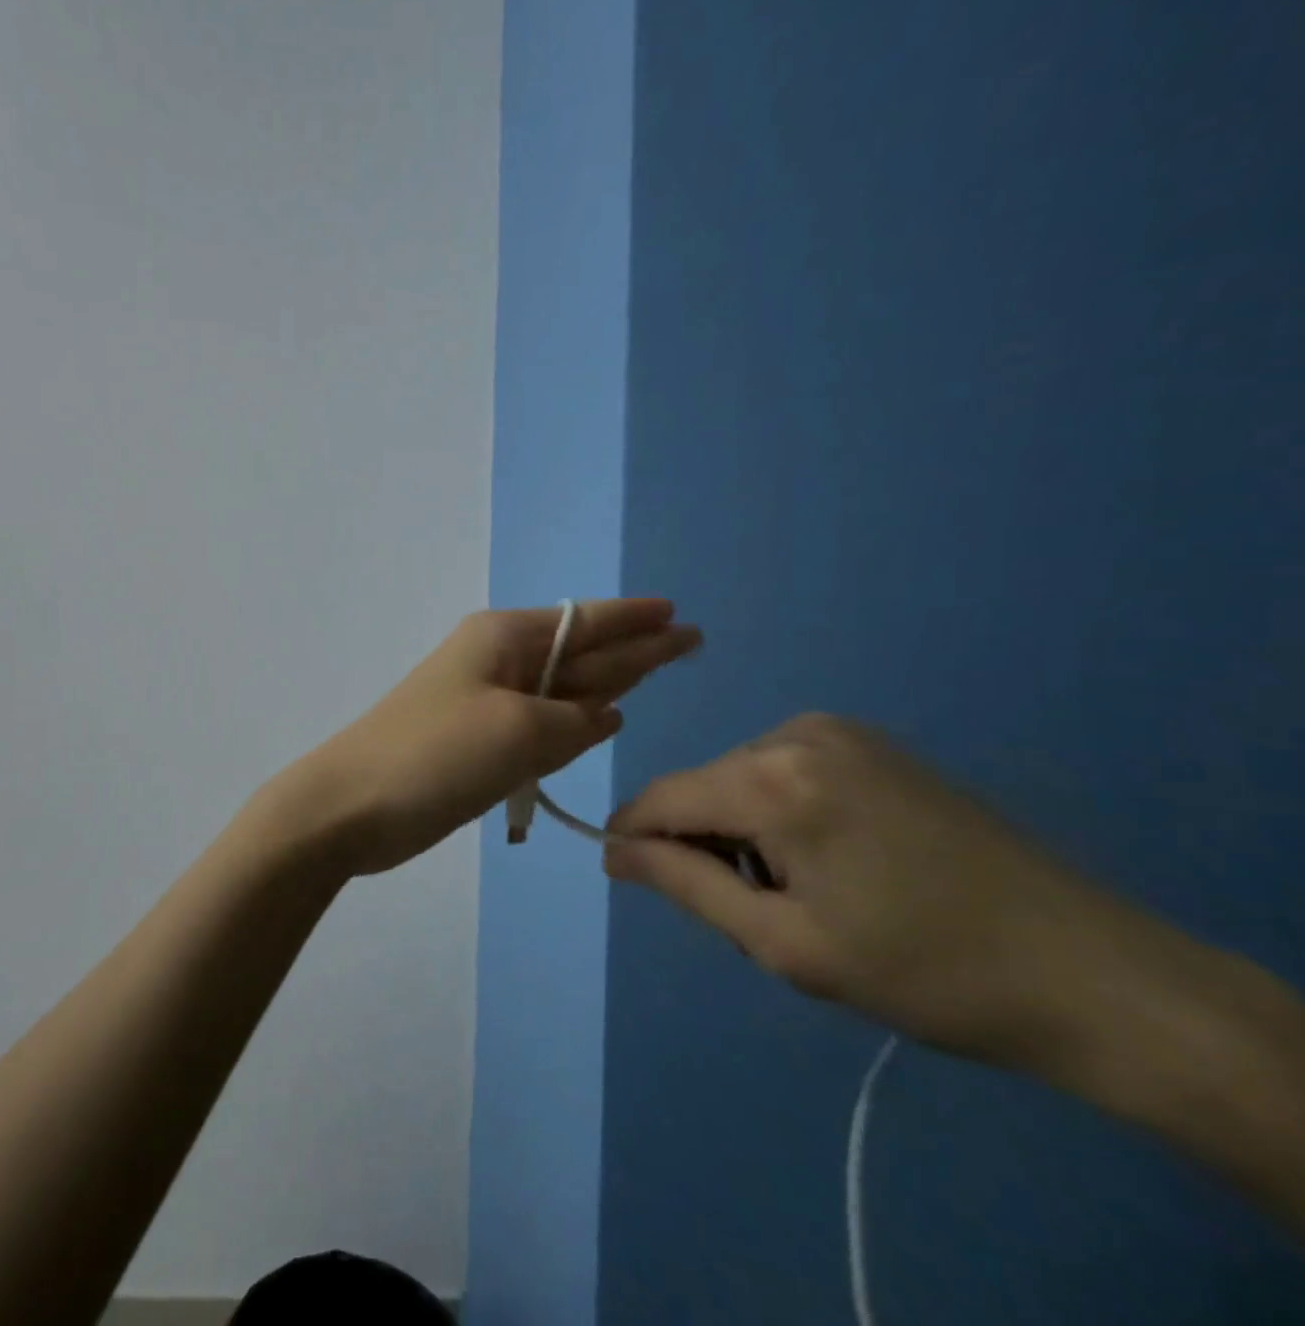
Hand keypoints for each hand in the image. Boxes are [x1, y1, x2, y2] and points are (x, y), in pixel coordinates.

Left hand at [280, 599, 701, 876]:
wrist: (352, 805)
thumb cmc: (437, 754)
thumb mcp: (521, 730)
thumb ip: (576, 720)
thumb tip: (605, 713)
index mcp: (504, 639)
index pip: (586, 622)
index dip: (635, 619)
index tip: (677, 614)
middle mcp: (497, 661)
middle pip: (579, 651)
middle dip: (632, 647)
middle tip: (688, 641)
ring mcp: (484, 702)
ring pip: (560, 687)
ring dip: (604, 683)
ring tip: (652, 672)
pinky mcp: (476, 740)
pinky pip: (539, 723)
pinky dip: (570, 723)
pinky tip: (598, 721)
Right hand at [604, 713, 1144, 1068]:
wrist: (1092, 973)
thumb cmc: (924, 970)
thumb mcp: (785, 943)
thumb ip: (685, 885)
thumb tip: (612, 850)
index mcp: (773, 779)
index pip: (661, 798)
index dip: (634, 838)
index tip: (631, 880)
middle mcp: (796, 734)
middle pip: (703, 787)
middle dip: (703, 842)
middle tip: (758, 913)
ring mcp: (839, 731)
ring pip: (742, 777)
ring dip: (744, 829)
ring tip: (806, 892)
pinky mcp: (871, 742)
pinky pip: (784, 769)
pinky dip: (781, 811)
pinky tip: (836, 859)